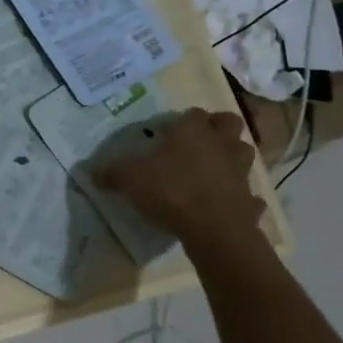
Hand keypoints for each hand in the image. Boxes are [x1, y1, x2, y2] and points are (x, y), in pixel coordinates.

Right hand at [92, 108, 265, 255]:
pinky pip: (248, 195)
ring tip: (213, 171)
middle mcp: (221, 144)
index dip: (182, 121)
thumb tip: (92, 172)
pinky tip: (226, 205)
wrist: (214, 229)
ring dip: (232, 158)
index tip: (167, 134)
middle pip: (229, 123)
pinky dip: (240, 198)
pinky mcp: (249, 200)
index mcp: (193, 131)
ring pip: (243, 154)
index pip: (193, 113)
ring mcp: (240, 172)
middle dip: (218, 129)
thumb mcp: (129, 178)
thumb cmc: (171, 190)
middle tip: (198, 142)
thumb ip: (111, 173)